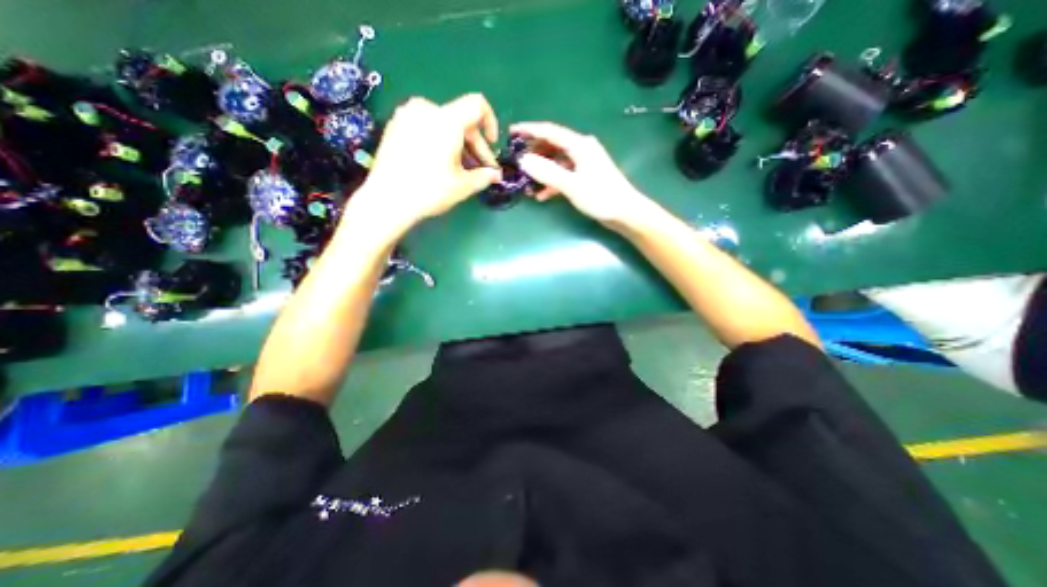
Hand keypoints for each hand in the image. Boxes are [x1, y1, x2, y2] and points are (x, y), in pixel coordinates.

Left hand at [347, 91, 504, 237]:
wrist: (387, 200)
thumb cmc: (429, 191)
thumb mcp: (463, 185)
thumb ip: (484, 176)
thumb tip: (496, 175)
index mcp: (446, 120)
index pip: (478, 105)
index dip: (491, 123)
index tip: (492, 144)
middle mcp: (426, 109)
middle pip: (461, 119)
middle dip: (475, 145)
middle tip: (481, 168)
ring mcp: (406, 116)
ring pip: (443, 124)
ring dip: (458, 145)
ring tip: (460, 169)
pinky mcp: (395, 126)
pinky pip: (426, 127)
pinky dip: (439, 141)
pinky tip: (439, 163)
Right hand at [509, 122, 651, 226]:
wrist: (625, 212)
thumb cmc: (600, 196)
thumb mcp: (571, 185)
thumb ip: (547, 172)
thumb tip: (524, 160)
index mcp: (579, 145)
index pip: (549, 132)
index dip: (529, 130)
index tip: (511, 132)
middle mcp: (581, 149)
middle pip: (552, 145)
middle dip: (534, 152)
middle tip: (516, 161)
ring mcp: (584, 164)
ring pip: (557, 162)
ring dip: (542, 171)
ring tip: (526, 182)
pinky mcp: (585, 177)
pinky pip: (563, 175)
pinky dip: (552, 183)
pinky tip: (542, 195)